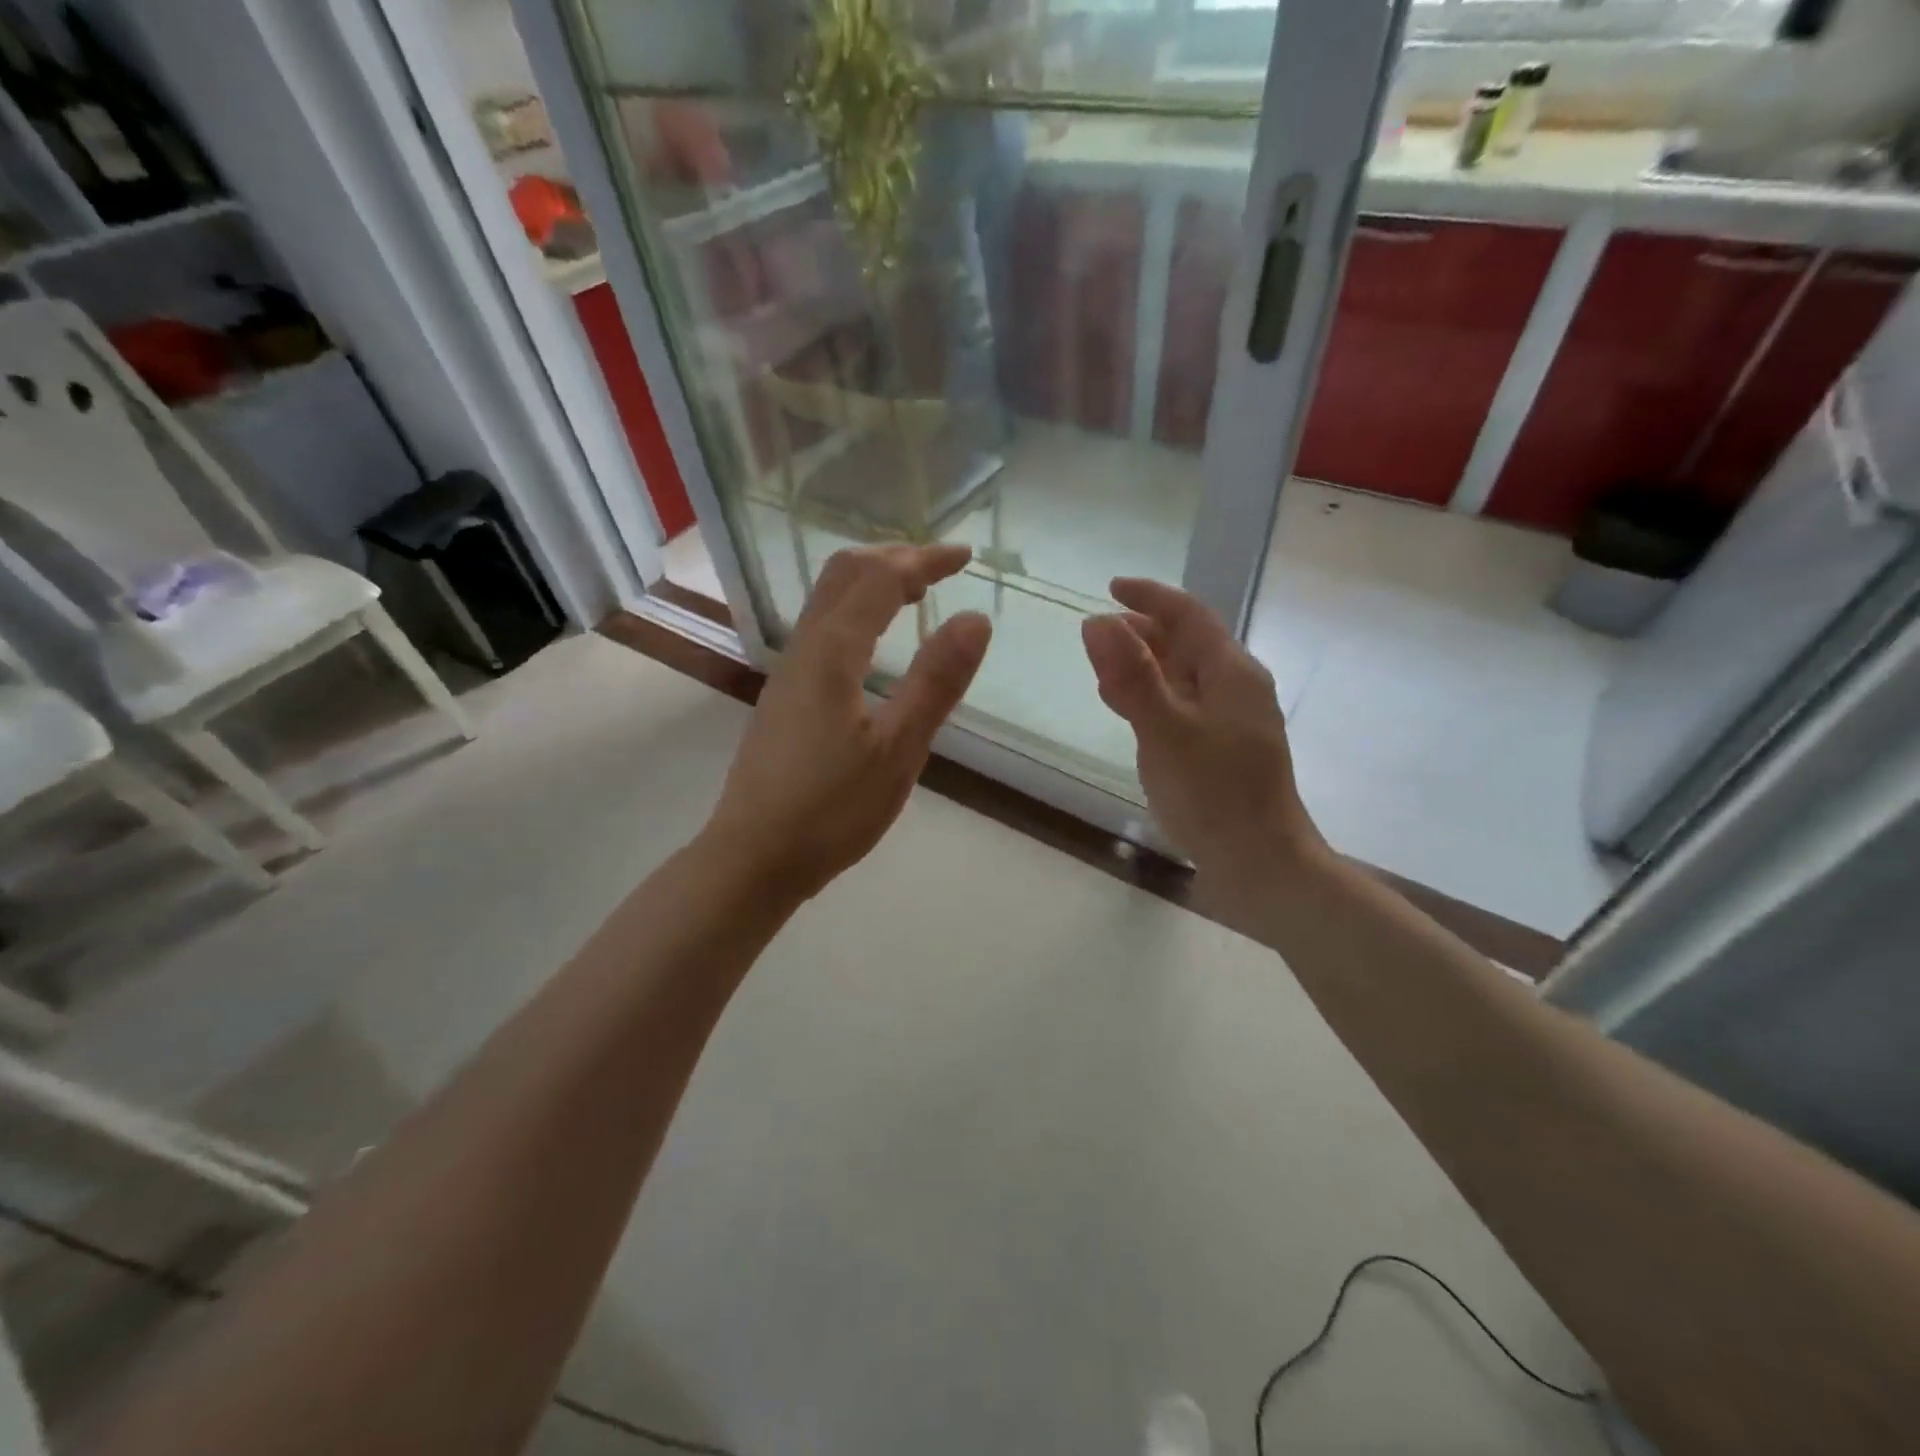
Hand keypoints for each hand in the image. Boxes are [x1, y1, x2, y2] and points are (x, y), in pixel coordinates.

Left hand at [703, 545, 991, 903]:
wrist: (754, 856)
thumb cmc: (831, 809)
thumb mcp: (898, 750)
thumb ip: (936, 681)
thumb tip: (975, 618)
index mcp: (833, 652)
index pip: (881, 578)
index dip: (925, 559)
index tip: (966, 556)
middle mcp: (804, 647)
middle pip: (845, 573)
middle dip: (895, 557)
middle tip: (942, 568)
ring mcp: (788, 671)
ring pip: (829, 599)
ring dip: (873, 581)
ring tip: (915, 593)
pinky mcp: (785, 695)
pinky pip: (823, 626)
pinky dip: (858, 610)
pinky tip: (876, 644)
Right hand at [1082, 578, 1323, 879]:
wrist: (1260, 862)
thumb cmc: (1214, 794)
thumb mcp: (1165, 731)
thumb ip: (1131, 677)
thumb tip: (1096, 621)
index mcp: (1230, 671)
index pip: (1188, 614)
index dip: (1149, 597)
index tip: (1109, 587)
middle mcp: (1236, 687)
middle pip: (1187, 642)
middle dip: (1143, 631)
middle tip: (1098, 633)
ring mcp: (1232, 719)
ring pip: (1184, 674)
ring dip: (1146, 664)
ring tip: (1105, 668)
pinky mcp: (1223, 748)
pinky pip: (1183, 704)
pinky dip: (1153, 696)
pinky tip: (1130, 711)